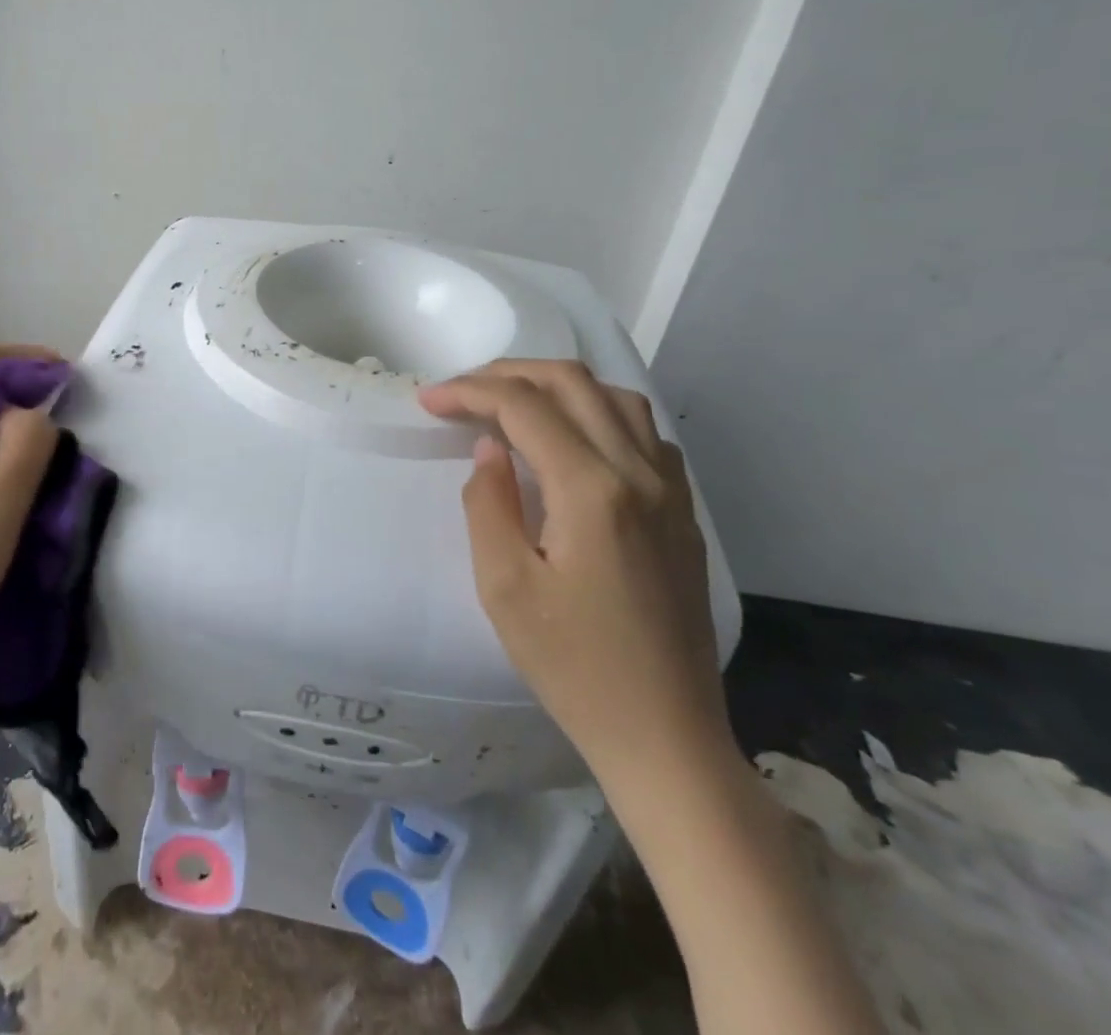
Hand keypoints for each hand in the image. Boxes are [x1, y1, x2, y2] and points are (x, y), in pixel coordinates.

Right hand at [418, 359, 734, 794]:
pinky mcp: (682, 511)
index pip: (523, 406)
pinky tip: (572, 439)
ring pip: (615, 397)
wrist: (665, 735)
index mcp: (592, 489)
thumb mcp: (504, 587)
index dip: (469, 391)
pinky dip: (597, 412)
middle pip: (572, 383)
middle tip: (461, 392)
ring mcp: (671, 490)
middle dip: (508, 374)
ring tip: (511, 404)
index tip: (428, 399)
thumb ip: (488, 502)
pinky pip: (643, 431)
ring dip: (556, 386)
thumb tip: (490, 449)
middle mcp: (640, 472)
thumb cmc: (573, 667)